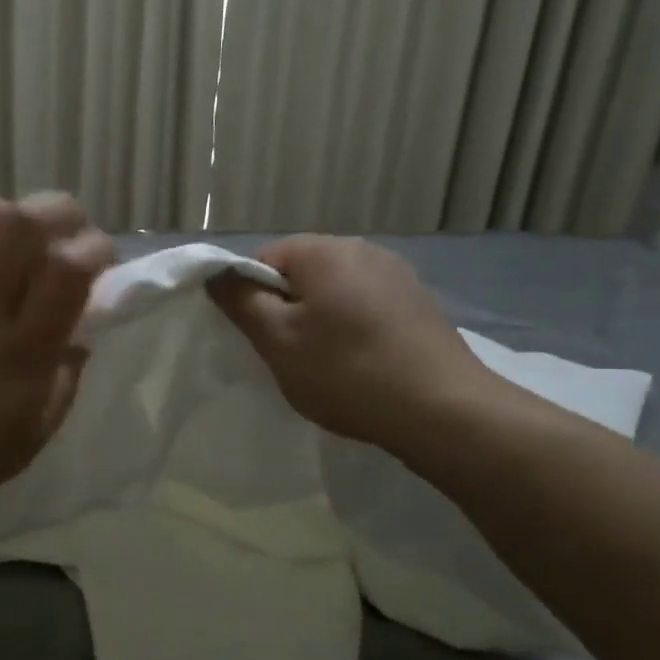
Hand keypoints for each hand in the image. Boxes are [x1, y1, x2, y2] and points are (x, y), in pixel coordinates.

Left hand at [0, 194, 115, 516]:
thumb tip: (80, 337)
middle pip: (25, 221)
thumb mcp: (32, 435)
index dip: (93, 248)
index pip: (67, 267)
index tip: (98, 260)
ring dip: (5, 216)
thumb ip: (64, 381)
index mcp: (23, 349)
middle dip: (58, 212)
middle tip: (61, 234)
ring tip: (7, 241)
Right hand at [206, 235, 494, 454]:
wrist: (443, 411)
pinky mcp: (418, 303)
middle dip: (286, 310)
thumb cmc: (346, 372)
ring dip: (319, 322)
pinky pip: (365, 307)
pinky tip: (360, 365)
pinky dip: (351, 331)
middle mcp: (362, 249)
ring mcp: (397, 275)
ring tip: (326, 366)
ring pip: (333, 293)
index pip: (262, 260)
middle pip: (300, 274)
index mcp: (324, 250)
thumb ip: (240, 301)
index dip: (251, 299)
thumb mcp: (277, 340)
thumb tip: (215, 273)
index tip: (259, 339)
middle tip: (287, 356)